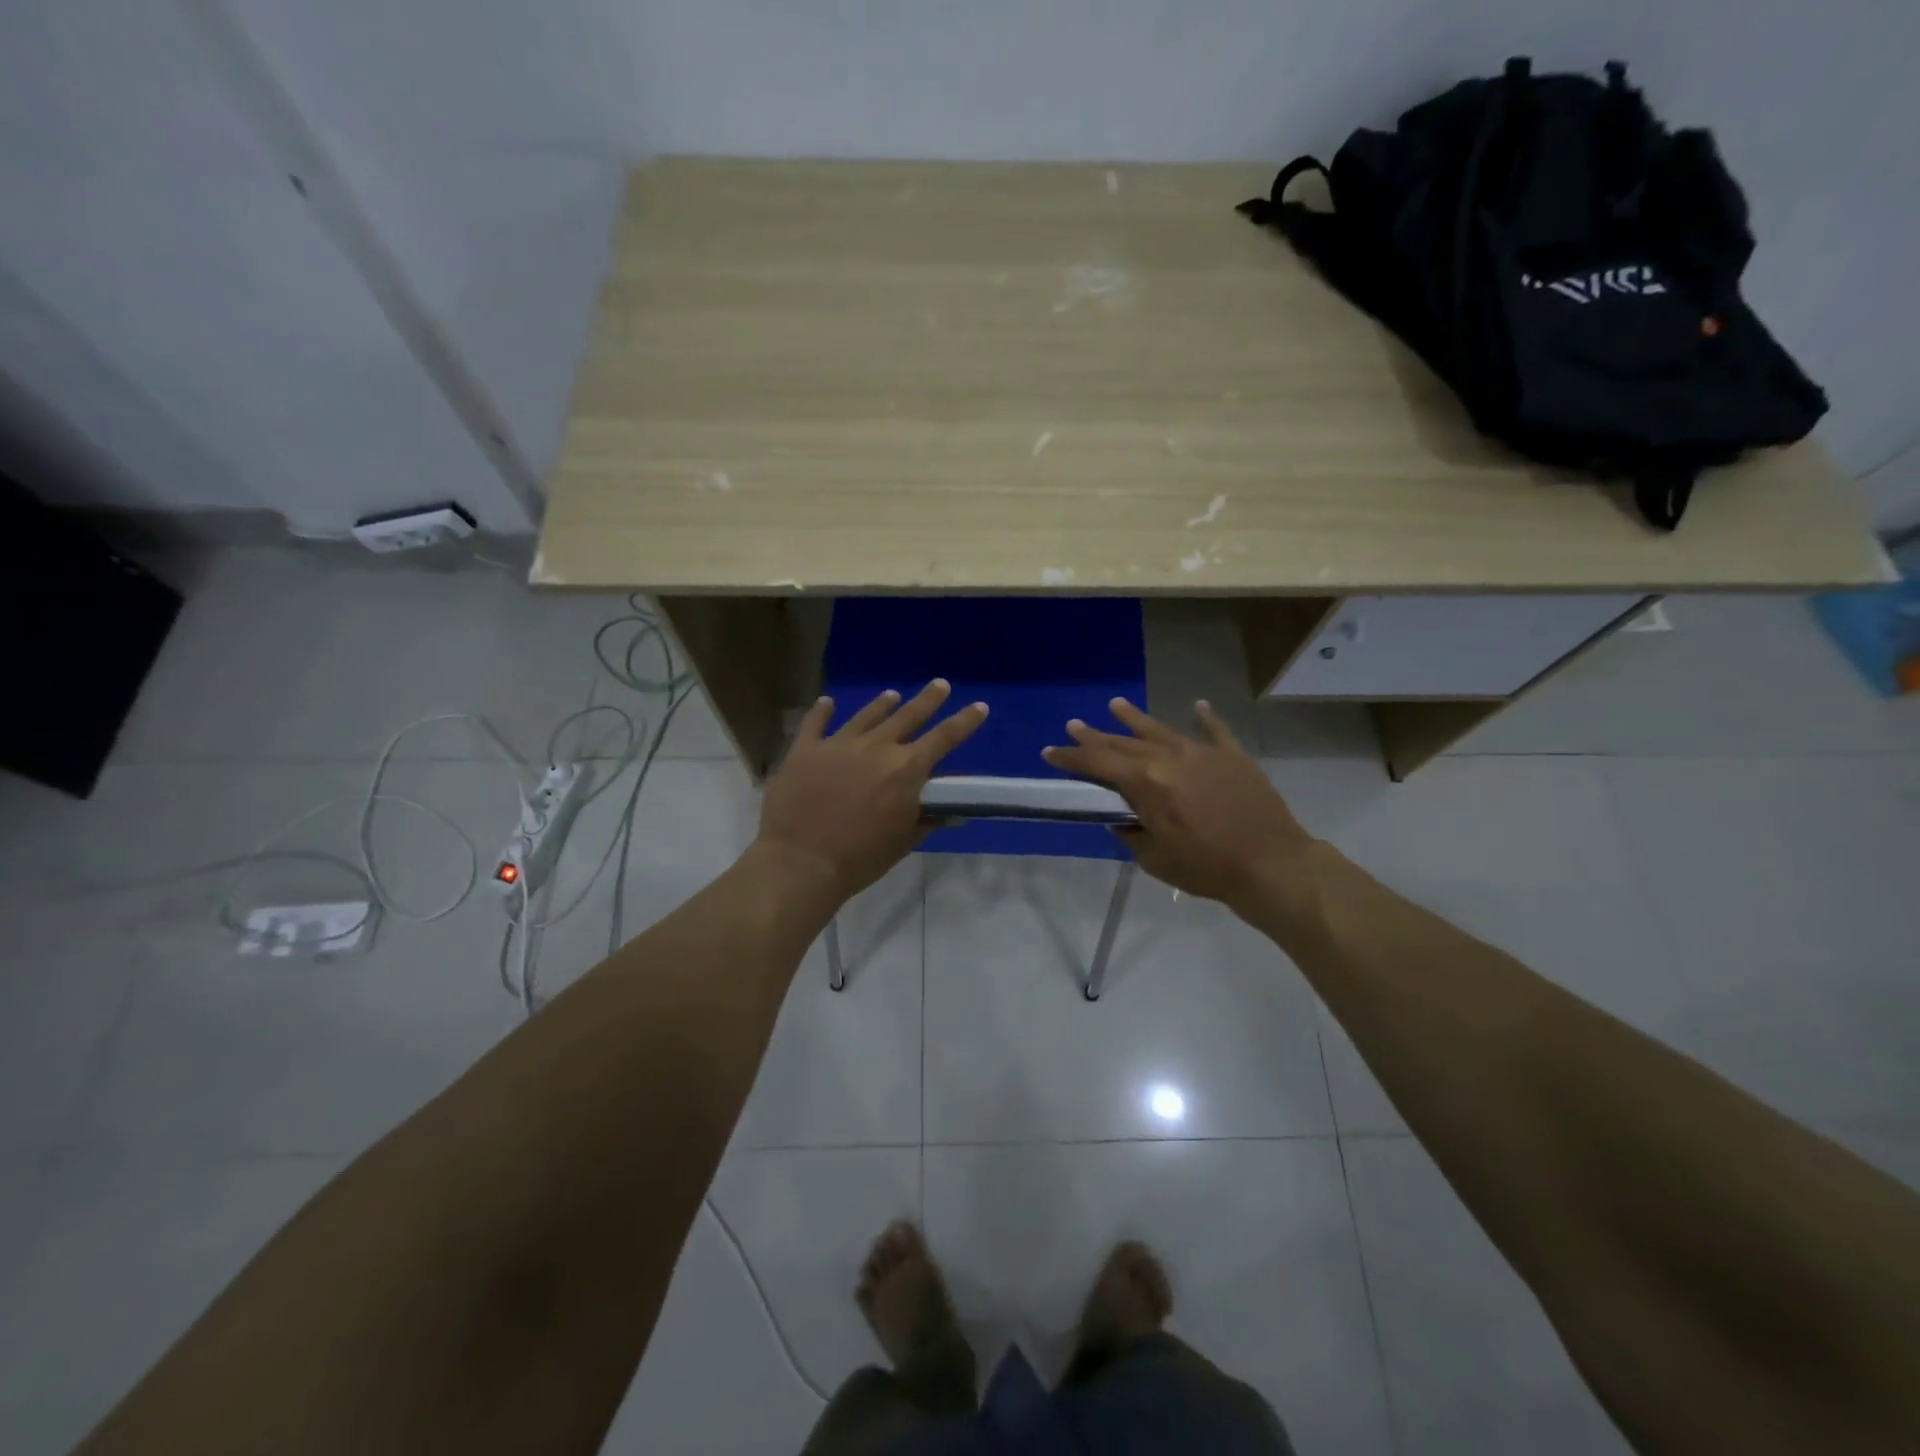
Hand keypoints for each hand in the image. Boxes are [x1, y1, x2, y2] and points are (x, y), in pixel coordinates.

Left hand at [758, 680, 988, 901]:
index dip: (965, 721)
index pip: (945, 738)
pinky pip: (815, 723)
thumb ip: (927, 819)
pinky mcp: (805, 750)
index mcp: (906, 769)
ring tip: (892, 694)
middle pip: (908, 715)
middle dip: (928, 700)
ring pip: (866, 716)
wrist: (802, 862)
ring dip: (882, 704)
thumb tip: (951, 811)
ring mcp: (838, 744)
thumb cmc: (861, 858)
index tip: (980, 706)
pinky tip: (826, 702)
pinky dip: (822, 711)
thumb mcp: (904, 842)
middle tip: (940, 684)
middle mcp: (876, 747)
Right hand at [1042, 698, 1316, 910]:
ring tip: (1115, 704)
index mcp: (1146, 783)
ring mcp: (1202, 753)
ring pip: (1161, 729)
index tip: (1049, 752)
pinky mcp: (1232, 757)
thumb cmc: (1205, 867)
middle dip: (1095, 736)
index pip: (1098, 764)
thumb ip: (1132, 834)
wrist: (1270, 864)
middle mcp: (1169, 758)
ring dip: (1135, 718)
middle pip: (1124, 744)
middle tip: (1073, 725)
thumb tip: (1122, 819)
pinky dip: (1206, 718)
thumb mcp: (1154, 859)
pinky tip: (1198, 705)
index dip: (1071, 758)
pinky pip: (1215, 731)